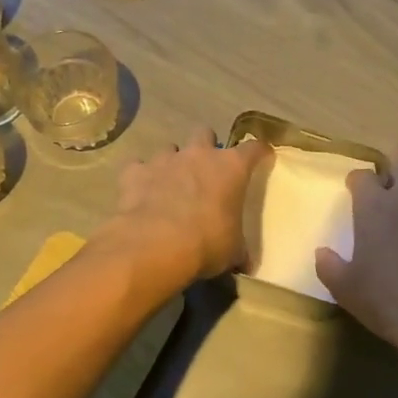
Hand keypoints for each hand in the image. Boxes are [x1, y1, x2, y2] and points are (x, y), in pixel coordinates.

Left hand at [101, 128, 268, 291]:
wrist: (155, 245)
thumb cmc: (206, 243)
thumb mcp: (232, 250)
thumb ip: (239, 250)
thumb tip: (246, 264)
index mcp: (231, 168)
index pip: (253, 148)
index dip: (259, 151)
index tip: (262, 156)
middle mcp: (199, 155)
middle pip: (205, 133)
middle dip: (206, 146)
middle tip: (207, 169)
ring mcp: (164, 160)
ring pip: (170, 149)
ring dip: (173, 162)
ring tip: (172, 183)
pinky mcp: (135, 172)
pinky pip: (137, 167)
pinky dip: (140, 176)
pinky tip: (141, 192)